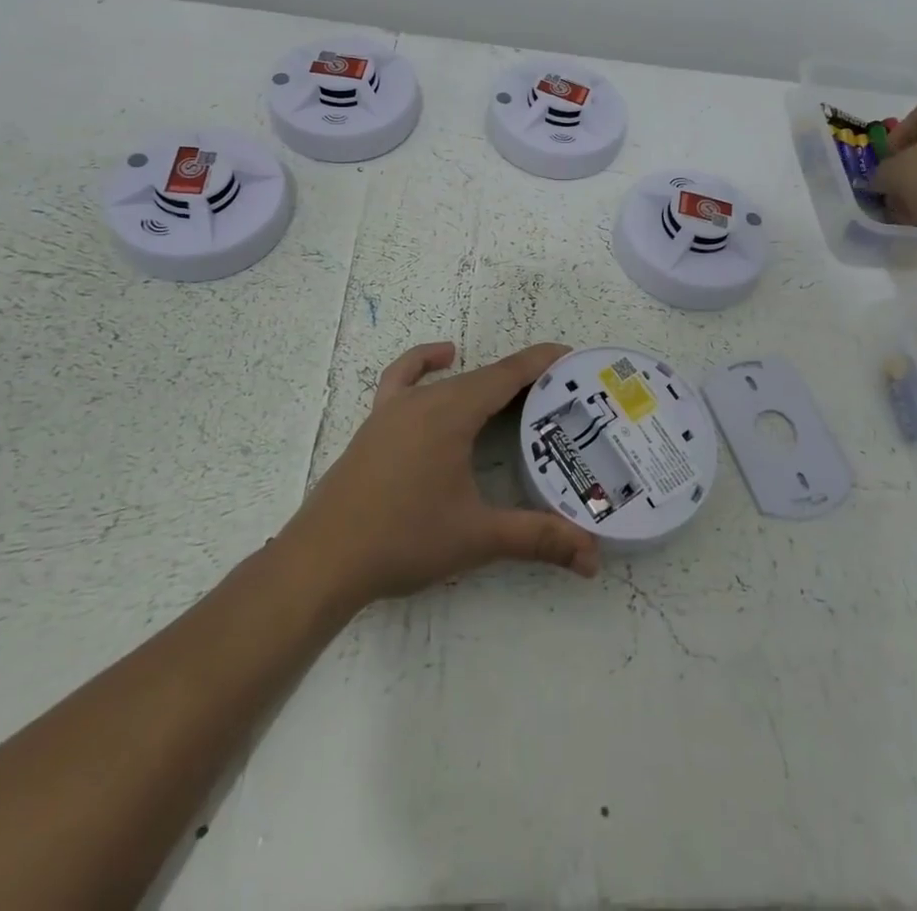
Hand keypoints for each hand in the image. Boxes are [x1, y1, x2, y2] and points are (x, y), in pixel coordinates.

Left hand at [283, 342, 600, 608]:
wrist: (323, 560)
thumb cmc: (403, 540)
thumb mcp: (477, 538)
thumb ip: (537, 539)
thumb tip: (593, 557)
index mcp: (451, 413)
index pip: (507, 375)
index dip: (541, 363)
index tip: (572, 356)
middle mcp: (424, 399)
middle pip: (483, 377)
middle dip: (523, 379)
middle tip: (560, 395)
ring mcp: (394, 409)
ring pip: (450, 382)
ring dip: (484, 381)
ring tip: (515, 394)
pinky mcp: (375, 424)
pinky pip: (403, 379)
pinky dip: (425, 363)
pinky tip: (441, 361)